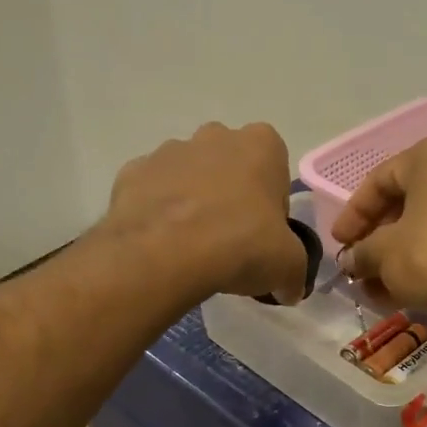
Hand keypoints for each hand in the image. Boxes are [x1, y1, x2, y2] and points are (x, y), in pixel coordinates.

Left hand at [96, 121, 306, 303]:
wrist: (164, 254)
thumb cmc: (240, 246)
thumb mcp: (288, 266)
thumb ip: (294, 272)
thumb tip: (290, 290)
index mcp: (261, 145)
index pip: (275, 170)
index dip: (271, 206)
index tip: (264, 236)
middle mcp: (215, 136)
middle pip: (230, 166)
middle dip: (230, 196)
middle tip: (230, 241)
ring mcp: (169, 151)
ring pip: (188, 176)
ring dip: (193, 202)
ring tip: (192, 247)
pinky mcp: (132, 172)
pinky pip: (152, 192)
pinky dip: (158, 213)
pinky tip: (162, 245)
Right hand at [329, 131, 426, 324]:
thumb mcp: (383, 253)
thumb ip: (361, 252)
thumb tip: (351, 261)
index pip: (380, 180)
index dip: (352, 214)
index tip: (338, 243)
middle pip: (406, 201)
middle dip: (376, 237)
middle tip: (357, 264)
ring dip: (397, 255)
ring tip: (374, 287)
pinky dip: (424, 262)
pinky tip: (402, 292)